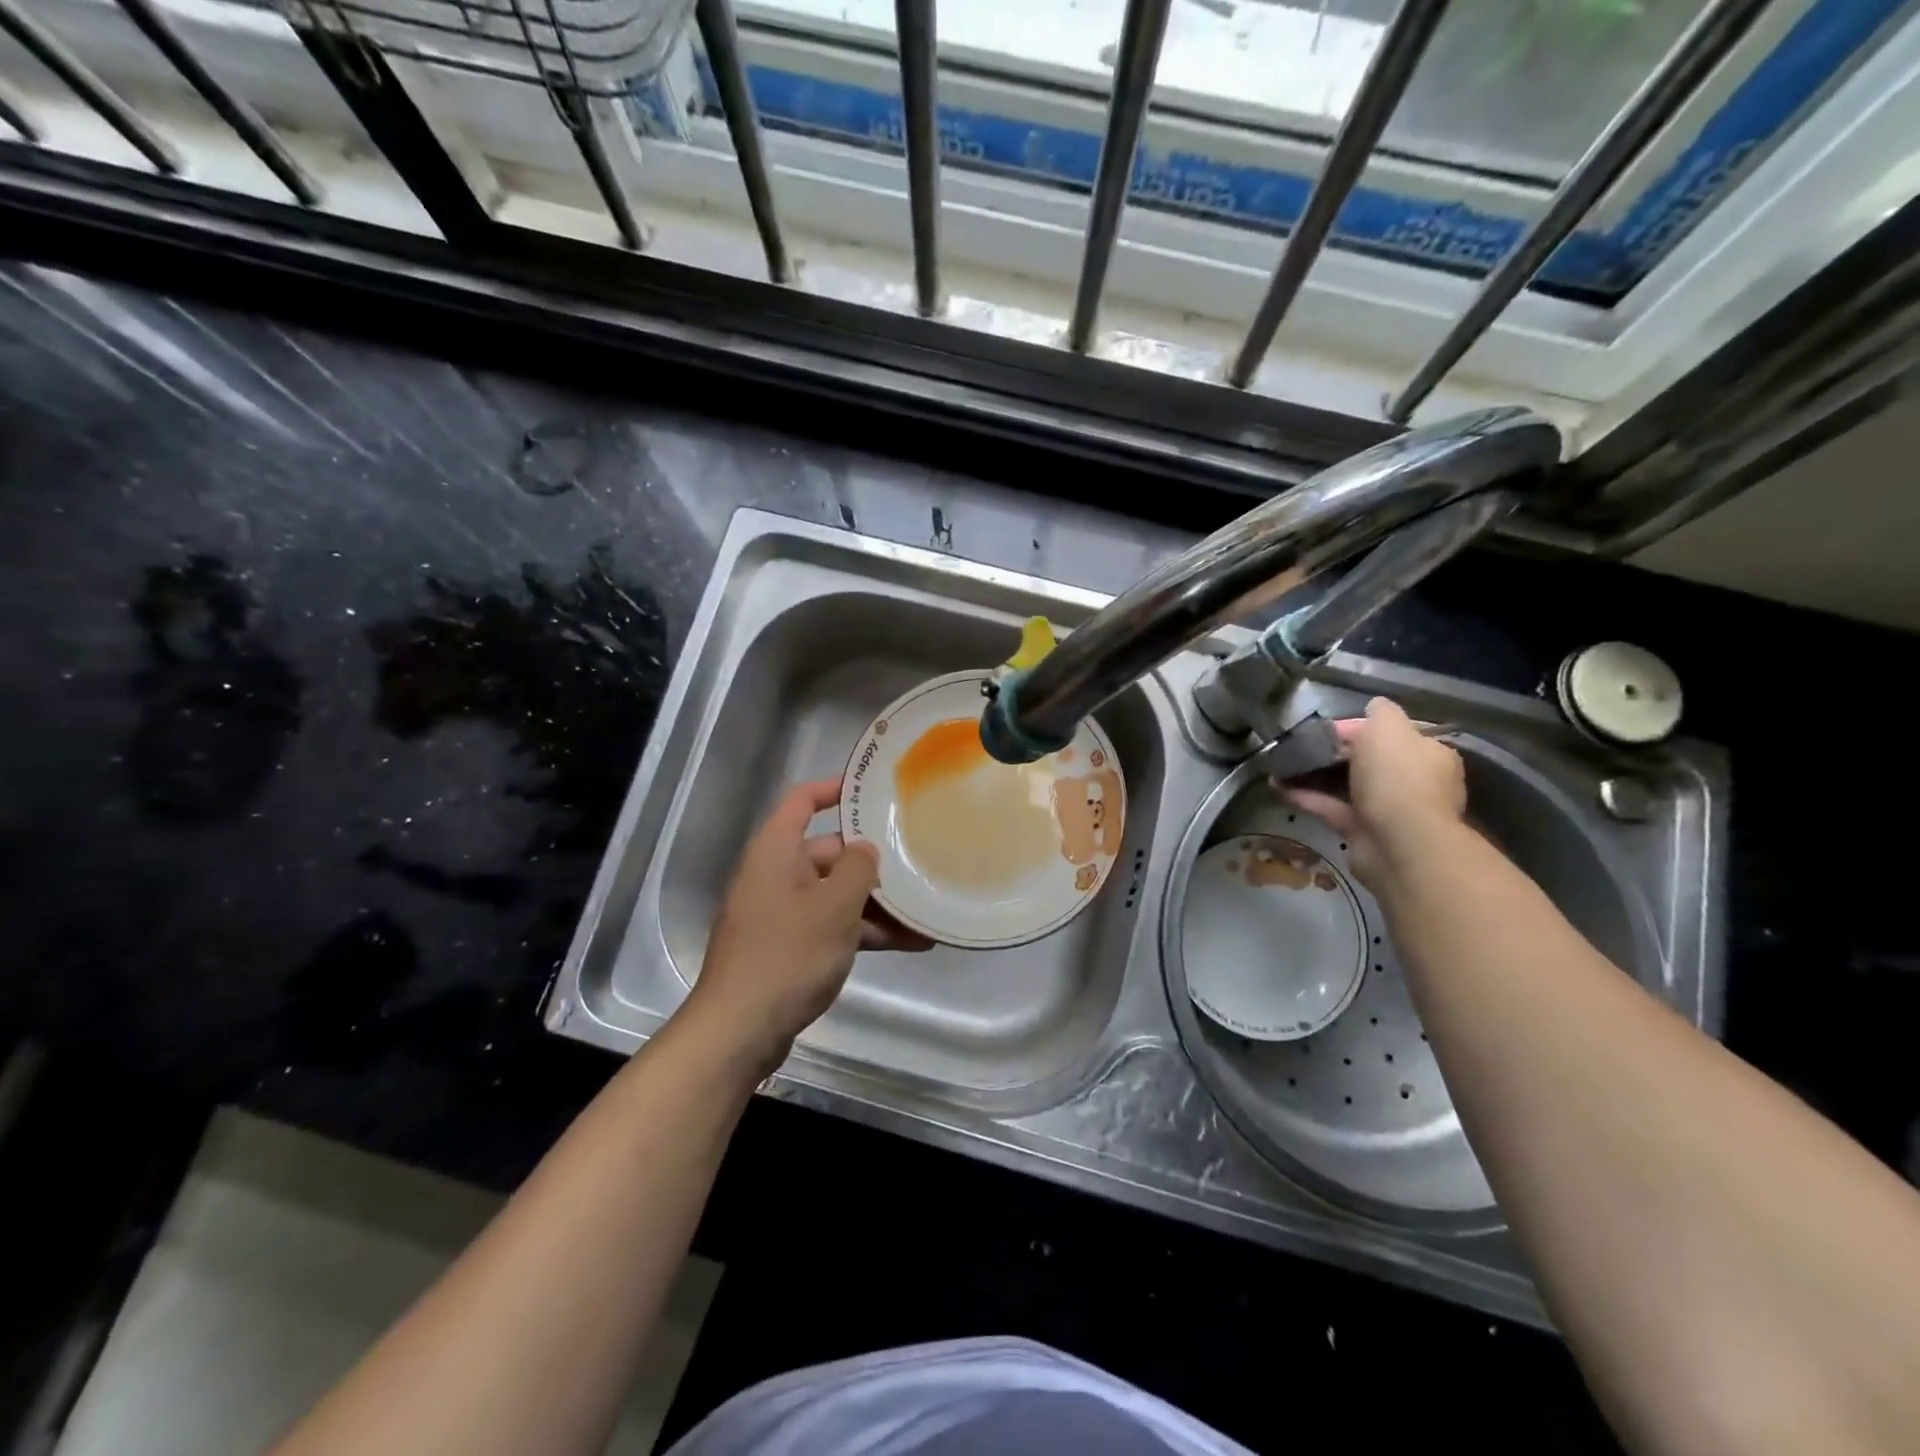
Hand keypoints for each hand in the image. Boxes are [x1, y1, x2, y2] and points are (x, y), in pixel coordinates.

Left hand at [686, 778, 928, 1070]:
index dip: (834, 789)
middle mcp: (776, 875)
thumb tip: (866, 850)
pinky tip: (910, 943)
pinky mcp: (789, 947)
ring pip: (836, 894)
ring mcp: (782, 913)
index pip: (802, 801)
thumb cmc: (788, 954)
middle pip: (829, 852)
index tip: (873, 789)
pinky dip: (864, 931)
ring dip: (877, 904)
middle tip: (918, 861)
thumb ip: (858, 868)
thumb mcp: (834, 906)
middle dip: (873, 862)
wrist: (740, 1030)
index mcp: (776, 851)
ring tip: (926, 911)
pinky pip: (832, 925)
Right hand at [1284, 697, 1466, 887]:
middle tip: (1301, 747)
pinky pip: (1332, 808)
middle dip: (1335, 753)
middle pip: (1368, 760)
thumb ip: (1380, 713)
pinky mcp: (1363, 831)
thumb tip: (1372, 706)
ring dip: (1316, 775)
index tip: (1327, 728)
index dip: (1358, 727)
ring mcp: (1388, 809)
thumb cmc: (1397, 778)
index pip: (1391, 733)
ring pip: (1347, 785)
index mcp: (1427, 753)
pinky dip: (1308, 797)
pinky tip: (1278, 787)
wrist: (1399, 843)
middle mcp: (1412, 781)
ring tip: (1282, 766)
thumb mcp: (1388, 728)